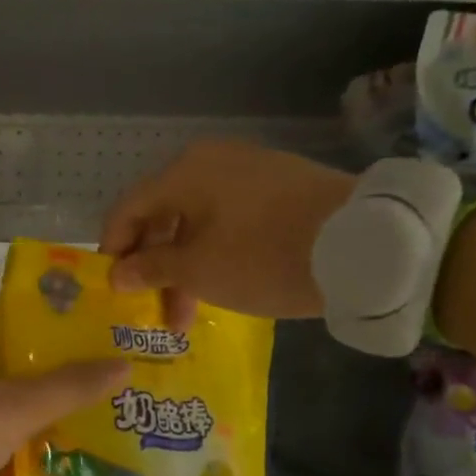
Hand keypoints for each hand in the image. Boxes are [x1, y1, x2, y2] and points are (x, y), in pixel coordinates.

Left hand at [0, 326, 126, 475]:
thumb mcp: (10, 410)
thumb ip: (65, 388)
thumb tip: (123, 364)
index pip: (7, 338)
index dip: (47, 357)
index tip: (83, 379)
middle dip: (32, 397)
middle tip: (79, 416)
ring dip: (10, 426)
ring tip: (58, 443)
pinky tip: (16, 466)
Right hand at [99, 139, 355, 329]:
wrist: (363, 244)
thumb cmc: (263, 256)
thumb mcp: (198, 270)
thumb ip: (150, 268)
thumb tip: (118, 273)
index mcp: (184, 172)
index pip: (128, 209)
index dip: (113, 250)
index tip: (112, 289)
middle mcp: (212, 161)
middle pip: (163, 216)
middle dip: (153, 266)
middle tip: (153, 310)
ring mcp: (250, 171)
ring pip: (197, 222)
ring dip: (185, 267)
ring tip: (189, 313)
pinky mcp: (280, 187)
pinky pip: (229, 220)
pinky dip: (215, 252)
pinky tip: (222, 285)